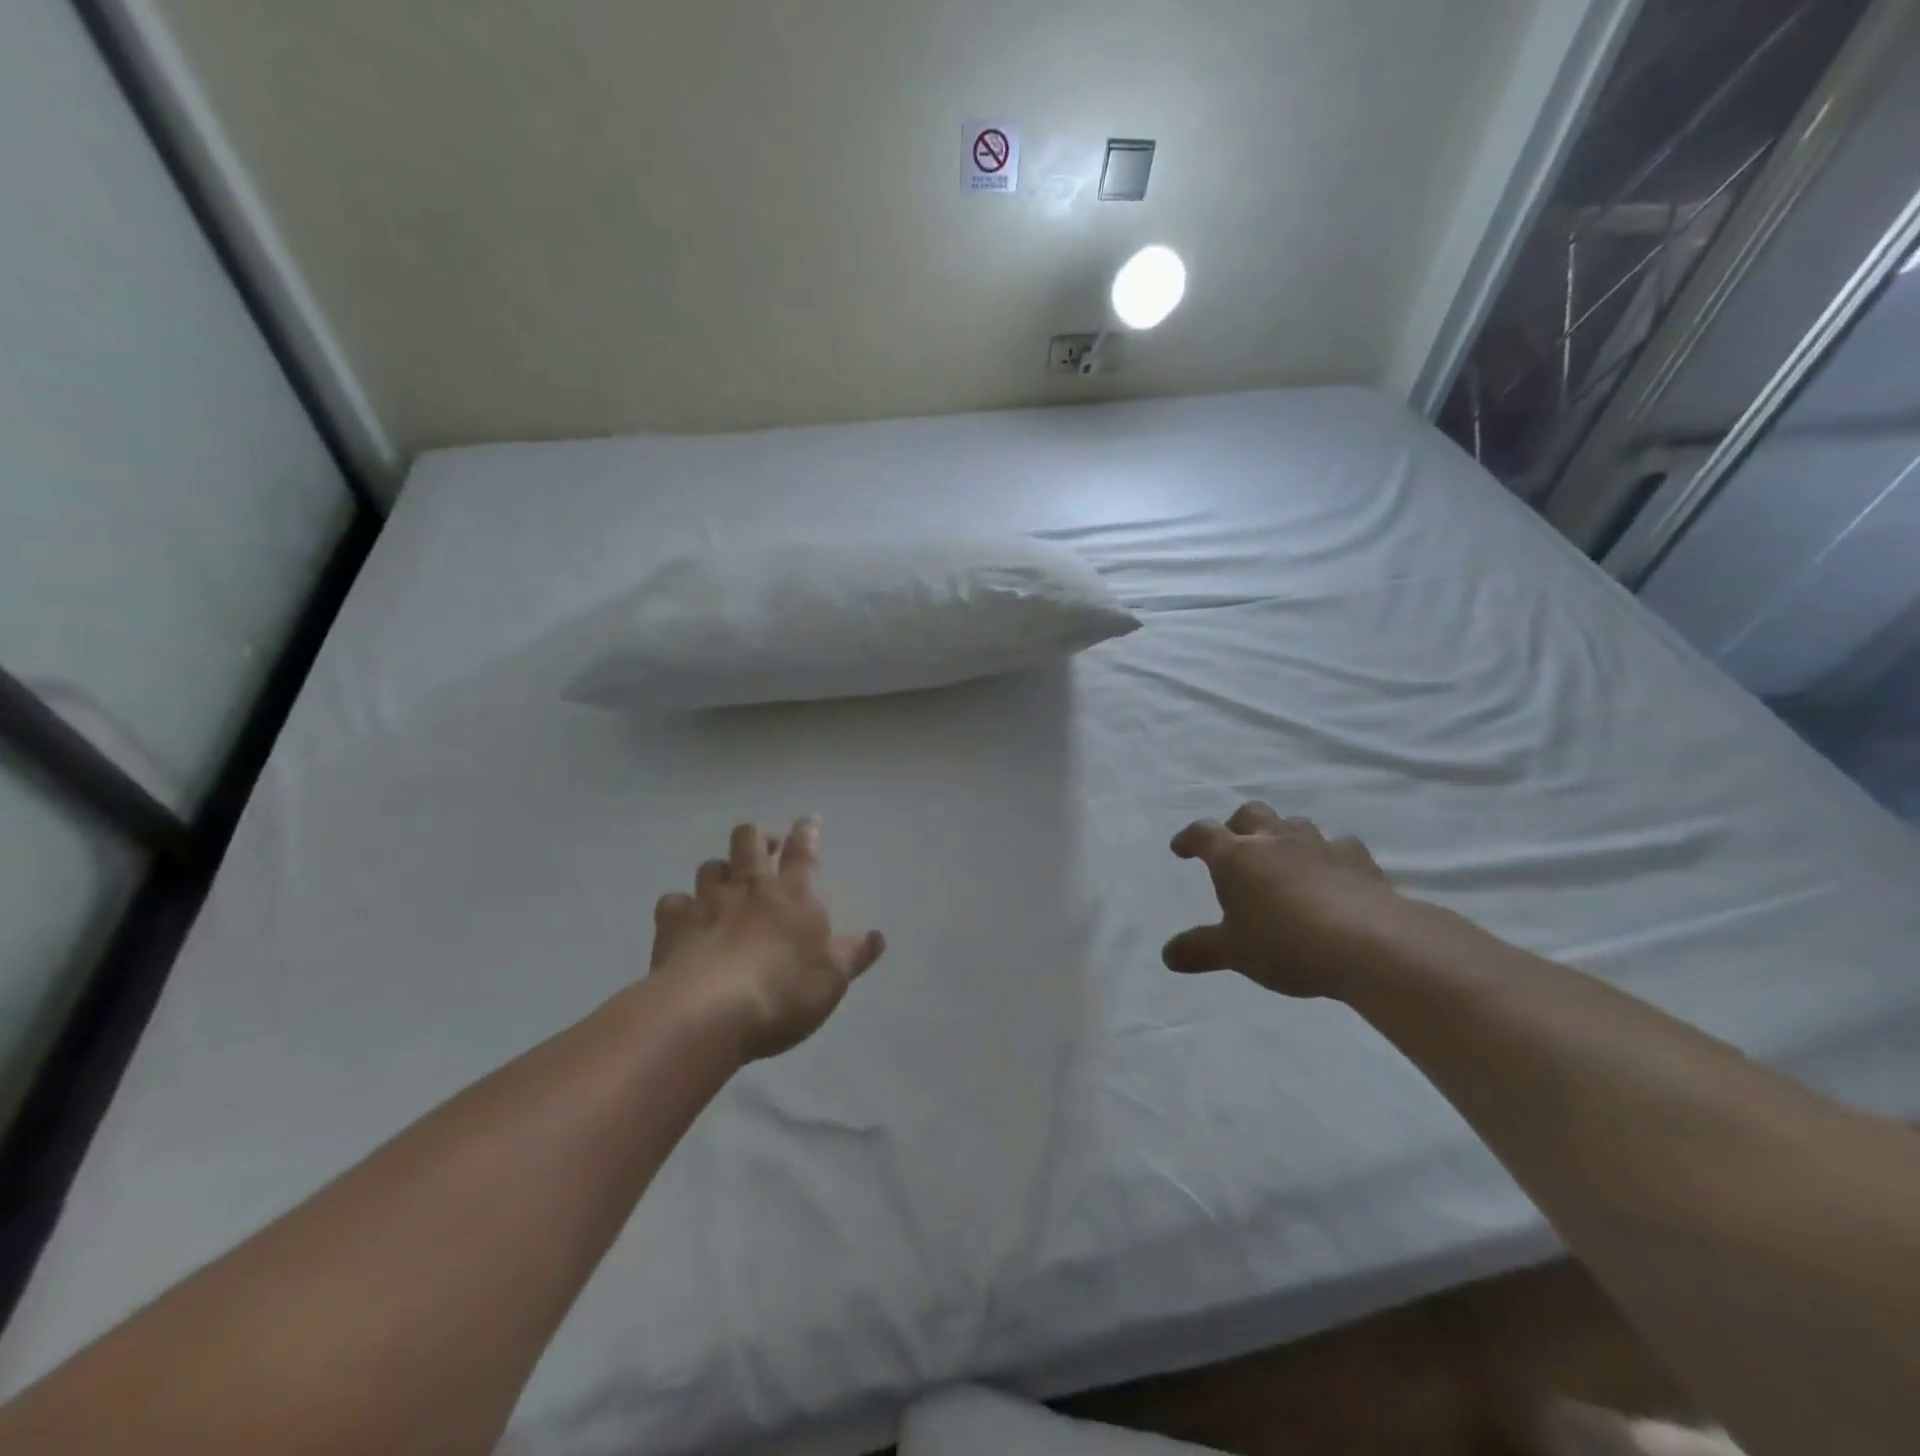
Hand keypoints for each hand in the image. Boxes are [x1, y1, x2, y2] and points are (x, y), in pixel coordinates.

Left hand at [649, 818, 885, 1060]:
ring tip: (725, 881)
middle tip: (765, 845)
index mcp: (793, 894)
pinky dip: (679, 906)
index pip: (803, 851)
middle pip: (749, 841)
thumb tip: (878, 936)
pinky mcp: (673, 924)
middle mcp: (750, 887)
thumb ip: (854, 955)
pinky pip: (673, 902)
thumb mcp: (832, 979)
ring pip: (711, 866)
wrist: (710, 1012)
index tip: (809, 820)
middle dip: (757, 836)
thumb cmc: (784, 992)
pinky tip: (683, 918)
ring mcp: (708, 902)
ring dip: (720, 869)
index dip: (807, 832)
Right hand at [1163, 802, 1398, 1000]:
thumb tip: (1168, 955)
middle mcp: (1273, 840)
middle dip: (1237, 825)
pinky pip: (1338, 845)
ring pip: (1293, 824)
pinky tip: (1331, 873)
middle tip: (1235, 847)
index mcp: (1235, 857)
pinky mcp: (1357, 859)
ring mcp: (1318, 845)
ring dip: (1282, 835)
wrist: (1368, 943)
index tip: (1181, 848)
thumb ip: (1200, 950)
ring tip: (1282, 858)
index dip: (1189, 839)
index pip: (1203, 834)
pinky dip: (1328, 854)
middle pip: (1250, 814)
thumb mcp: (1234, 953)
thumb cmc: (1285, 943)